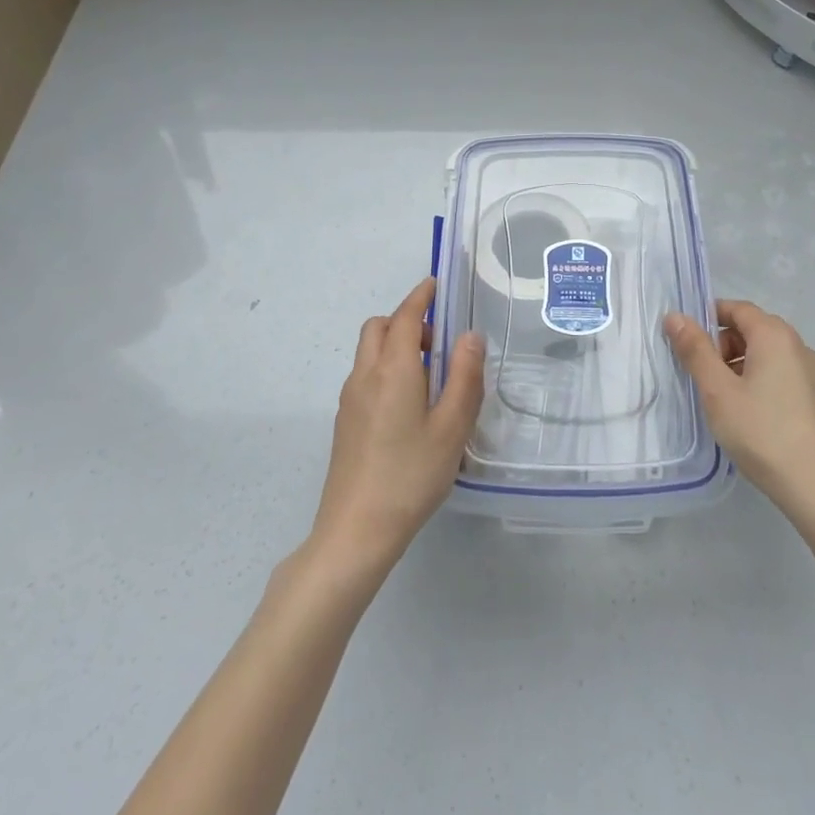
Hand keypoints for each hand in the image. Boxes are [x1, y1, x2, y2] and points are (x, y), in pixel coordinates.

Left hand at [310, 278, 485, 577]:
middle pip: (378, 328)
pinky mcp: (345, 422)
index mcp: (393, 370)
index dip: (420, 297)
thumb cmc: (411, 474)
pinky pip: (365, 376)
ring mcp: (350, 399)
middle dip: (406, 320)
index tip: (435, 284)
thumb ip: (465, 377)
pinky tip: (409, 405)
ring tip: (430, 377)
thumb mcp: (452, 427)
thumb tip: (470, 336)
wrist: (356, 529)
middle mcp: (365, 375)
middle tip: (438, 342)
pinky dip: (386, 368)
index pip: (405, 317)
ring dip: (395, 345)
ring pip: (368, 352)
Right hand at [664, 299, 814, 527]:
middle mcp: (801, 347)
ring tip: (725, 401)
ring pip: (771, 355)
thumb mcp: (717, 391)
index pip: (738, 309)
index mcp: (776, 336)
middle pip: (755, 330)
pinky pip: (786, 376)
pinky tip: (752, 416)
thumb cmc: (762, 432)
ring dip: (743, 365)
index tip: (687, 342)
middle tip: (703, 377)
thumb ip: (695, 350)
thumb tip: (675, 316)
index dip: (709, 318)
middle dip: (724, 345)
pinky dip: (763, 382)